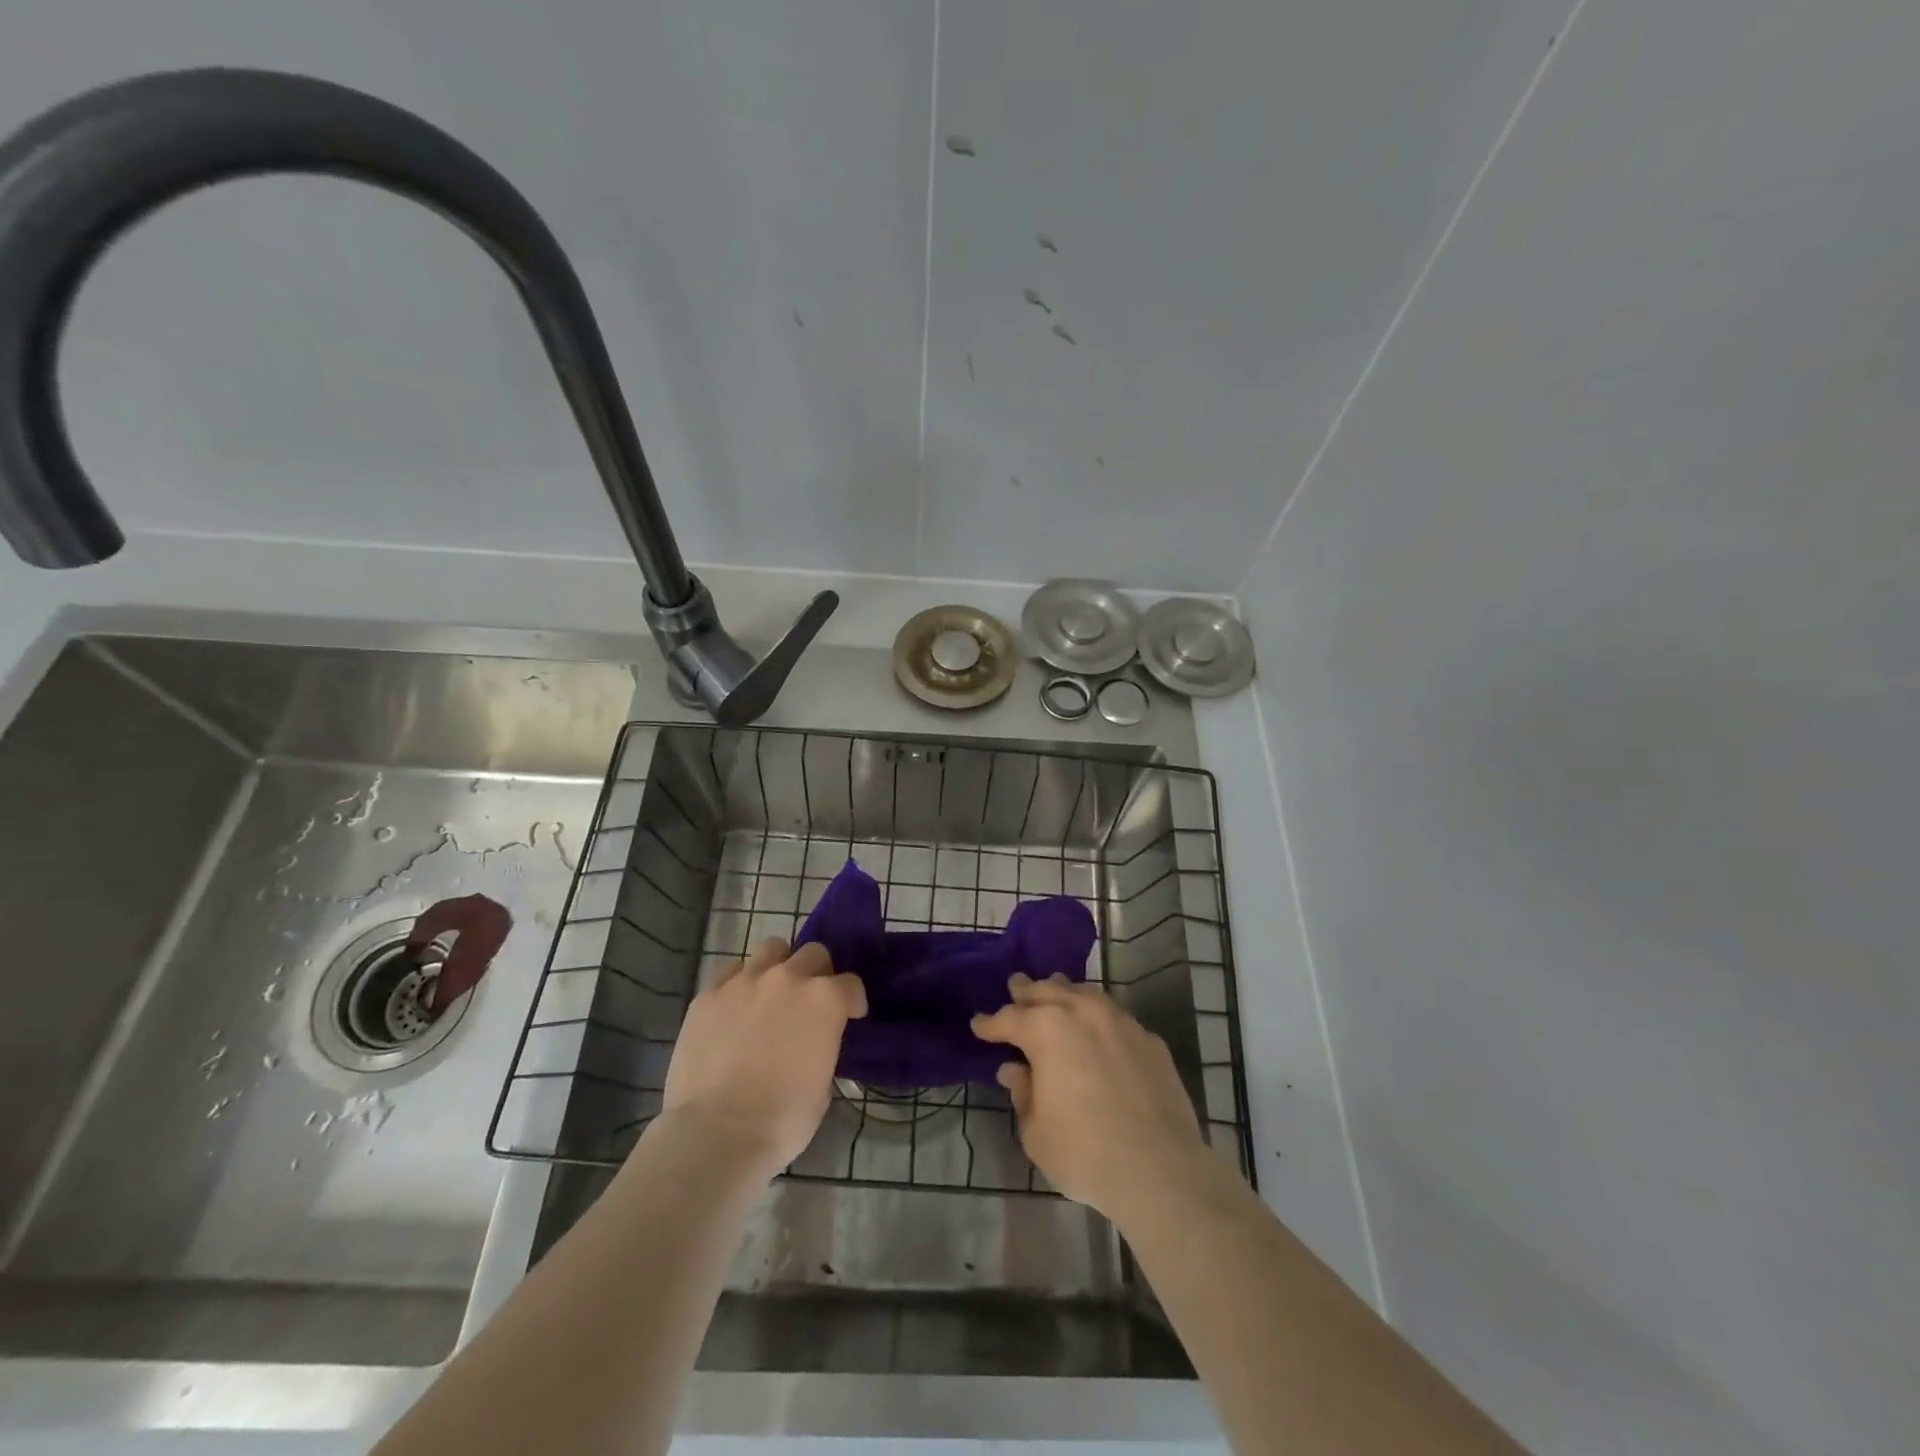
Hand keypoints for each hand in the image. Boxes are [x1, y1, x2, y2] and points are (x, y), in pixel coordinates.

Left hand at [658, 938, 865, 1179]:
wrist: (717, 1133)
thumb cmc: (782, 1120)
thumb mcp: (822, 1086)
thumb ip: (822, 1049)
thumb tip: (813, 1045)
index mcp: (825, 1000)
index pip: (851, 984)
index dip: (852, 1001)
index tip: (849, 1017)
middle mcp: (788, 978)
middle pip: (813, 953)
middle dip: (818, 973)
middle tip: (809, 1001)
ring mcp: (745, 981)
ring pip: (772, 949)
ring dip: (779, 966)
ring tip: (771, 994)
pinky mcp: (708, 994)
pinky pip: (731, 971)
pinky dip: (740, 982)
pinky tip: (736, 1007)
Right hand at [972, 973, 1214, 1225]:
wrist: (1160, 1169)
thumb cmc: (1085, 1153)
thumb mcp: (1036, 1131)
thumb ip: (1022, 1093)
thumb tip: (1014, 1070)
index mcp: (1046, 1029)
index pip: (1009, 1018)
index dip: (990, 1023)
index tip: (978, 1025)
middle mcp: (1082, 1012)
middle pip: (1047, 990)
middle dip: (1027, 991)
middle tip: (1015, 987)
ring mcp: (1121, 1021)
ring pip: (1085, 993)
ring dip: (1065, 993)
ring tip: (1055, 993)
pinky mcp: (1150, 1039)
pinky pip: (1116, 1017)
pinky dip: (1098, 1017)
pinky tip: (1098, 1029)